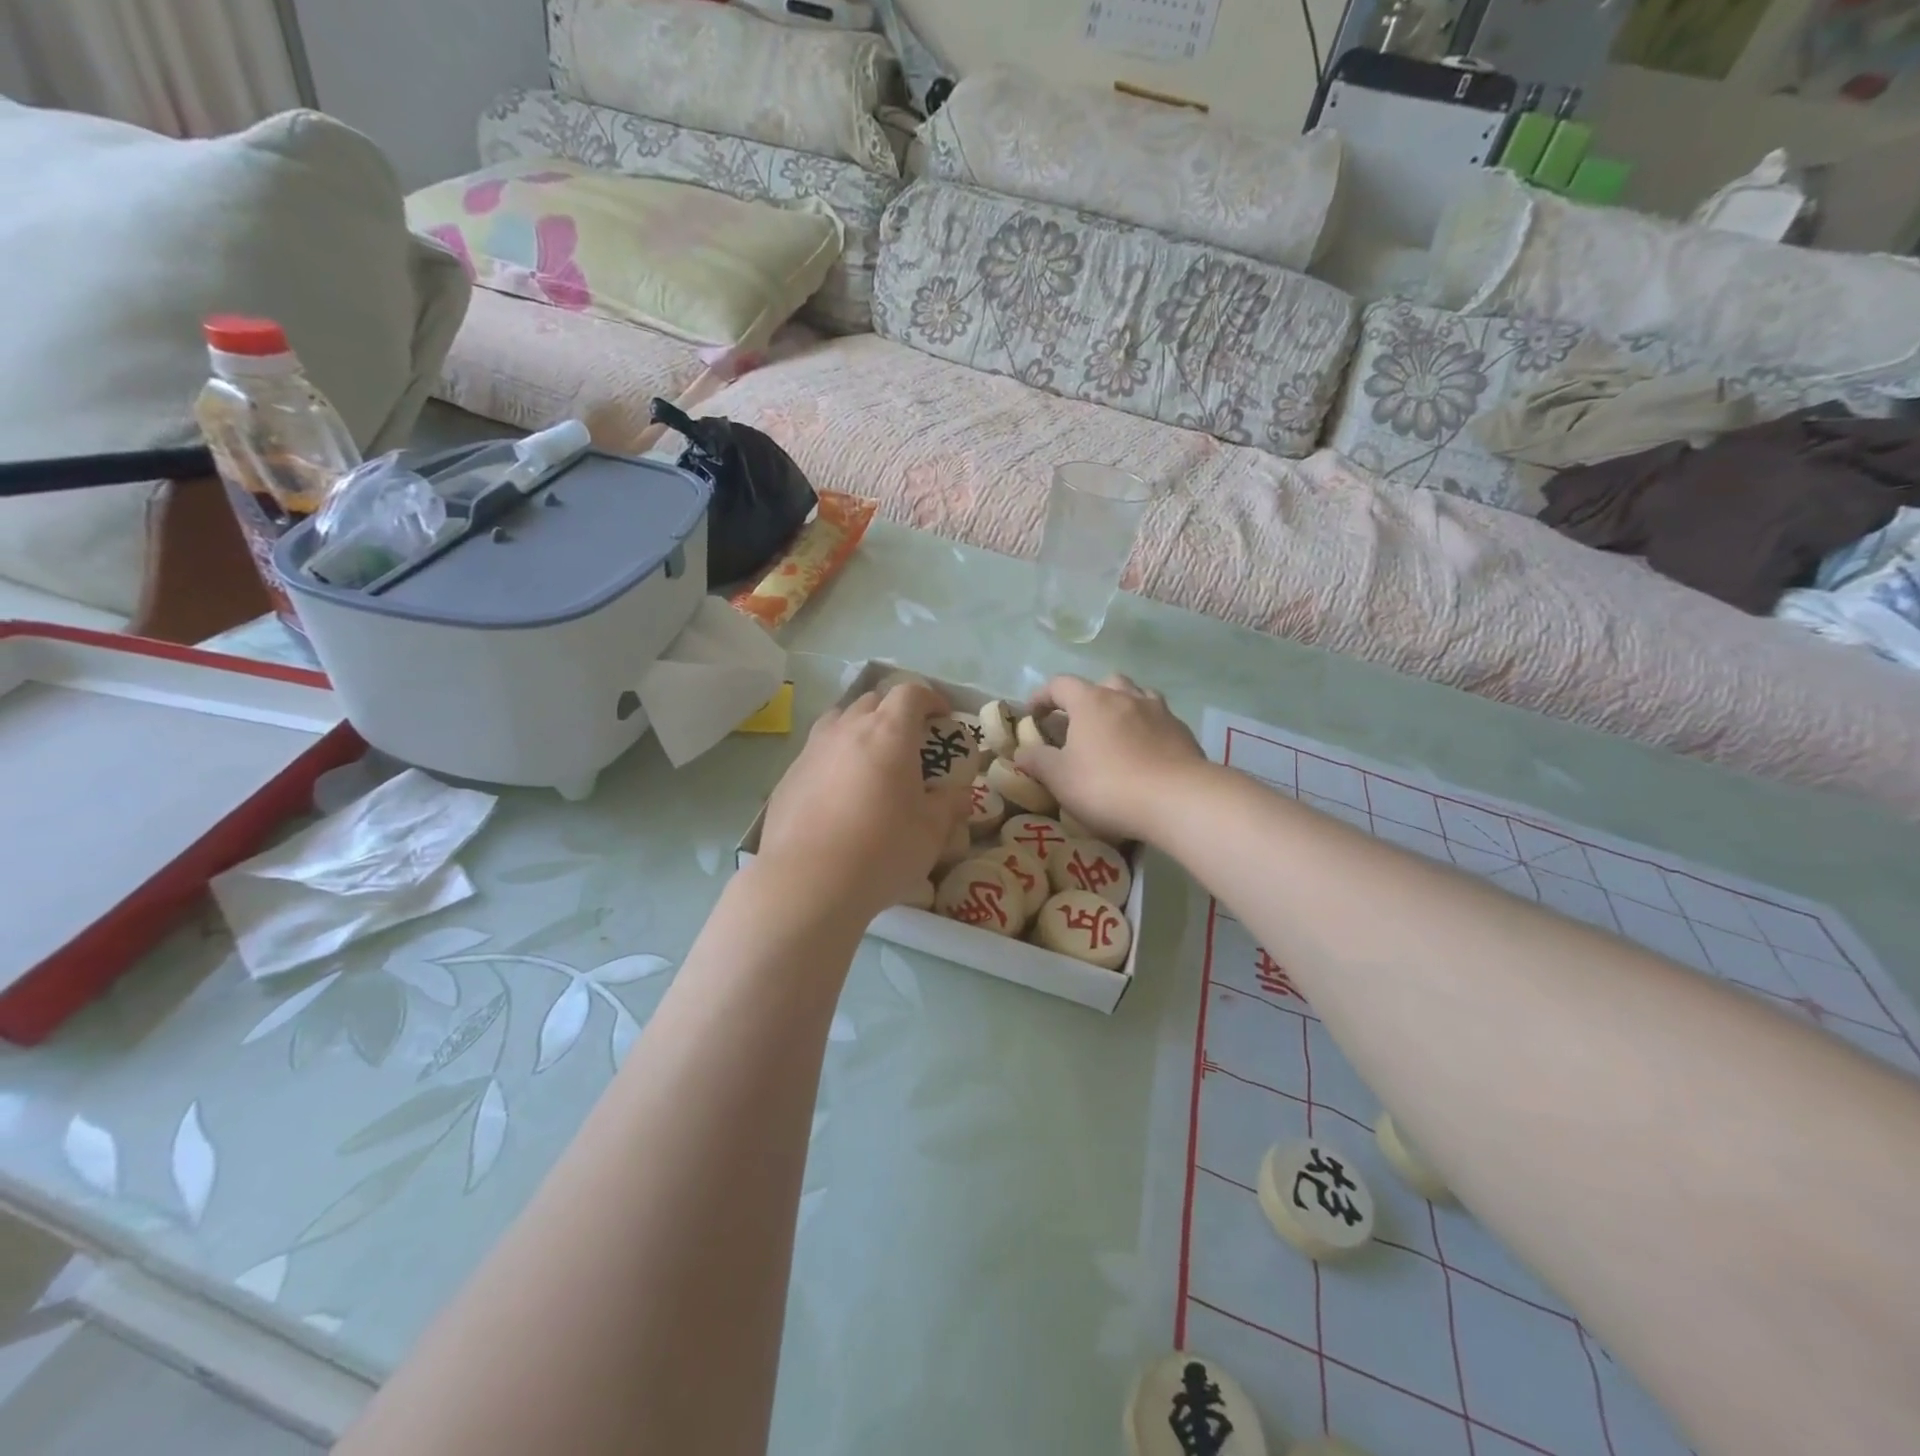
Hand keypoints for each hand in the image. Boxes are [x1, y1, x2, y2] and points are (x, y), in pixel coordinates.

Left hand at [759, 682, 971, 919]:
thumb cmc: (881, 850)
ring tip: (871, 760)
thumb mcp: (931, 832)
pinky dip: (834, 759)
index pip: (911, 692)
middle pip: (873, 700)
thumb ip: (949, 806)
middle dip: (895, 712)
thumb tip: (959, 795)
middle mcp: (847, 729)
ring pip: (839, 721)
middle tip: (910, 742)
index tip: (943, 716)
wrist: (807, 882)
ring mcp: (812, 750)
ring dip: (860, 729)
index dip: (931, 698)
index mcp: (888, 732)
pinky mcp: (788, 776)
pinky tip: (838, 794)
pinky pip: (817, 753)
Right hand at [1014, 674, 1204, 843]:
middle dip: (1088, 698)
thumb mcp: (1060, 778)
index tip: (1033, 714)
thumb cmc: (1107, 785)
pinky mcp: (1183, 732)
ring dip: (1122, 708)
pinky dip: (1147, 730)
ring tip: (1116, 733)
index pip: (1060, 684)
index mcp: (1091, 701)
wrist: (1177, 799)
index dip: (1042, 696)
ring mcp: (1159, 712)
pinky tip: (1145, 754)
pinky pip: (1159, 721)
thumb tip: (1021, 752)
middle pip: (1103, 683)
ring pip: (1137, 696)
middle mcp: (1126, 697)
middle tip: (1080, 723)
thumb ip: (1037, 761)